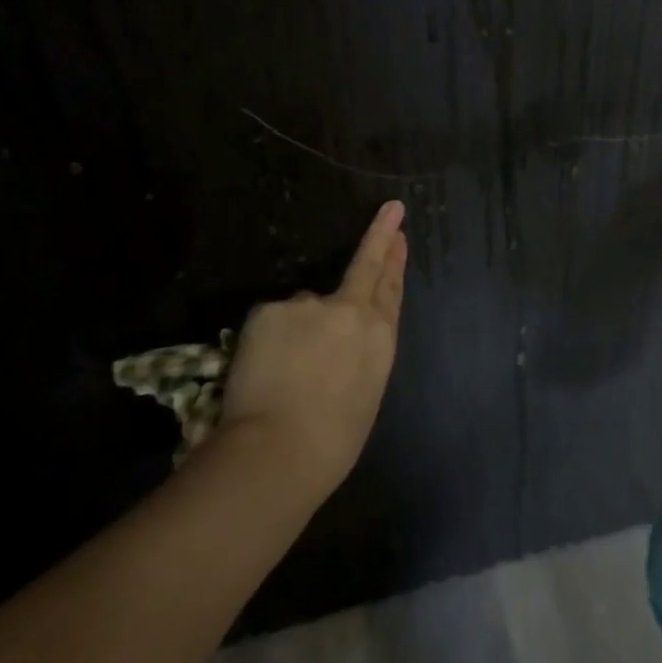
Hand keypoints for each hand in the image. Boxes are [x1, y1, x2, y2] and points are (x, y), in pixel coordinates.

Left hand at [216, 201, 407, 498]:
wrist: (277, 451)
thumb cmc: (331, 441)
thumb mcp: (365, 392)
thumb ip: (359, 352)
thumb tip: (342, 340)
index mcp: (380, 336)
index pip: (390, 287)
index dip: (395, 258)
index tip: (399, 230)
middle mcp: (351, 310)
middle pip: (366, 266)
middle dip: (380, 235)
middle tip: (390, 211)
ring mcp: (309, 305)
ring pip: (305, 308)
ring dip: (299, 328)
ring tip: (284, 371)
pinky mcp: (271, 309)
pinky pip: (273, 319)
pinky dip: (269, 339)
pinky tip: (263, 368)